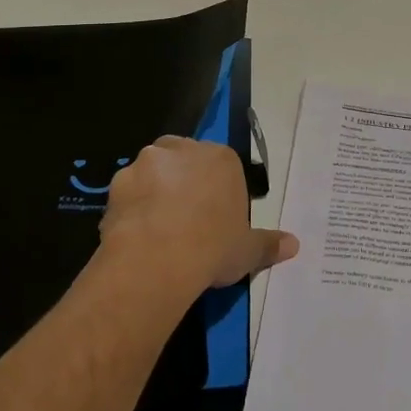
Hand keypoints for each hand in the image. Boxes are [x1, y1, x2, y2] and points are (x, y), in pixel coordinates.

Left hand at [98, 136, 298, 303]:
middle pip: (184, 159)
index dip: (218, 191)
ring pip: (152, 173)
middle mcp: (182, 150)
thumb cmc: (213, 247)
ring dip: (155, 192)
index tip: (216, 217)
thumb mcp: (248, 250)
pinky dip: (132, 209)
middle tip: (187, 219)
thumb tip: (294, 245)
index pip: (221, 166)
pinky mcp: (116, 183)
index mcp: (220, 158)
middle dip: (184, 181)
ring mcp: (146, 163)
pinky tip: (136, 235)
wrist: (157, 260)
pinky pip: (128, 194)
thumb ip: (269, 244)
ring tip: (158, 229)